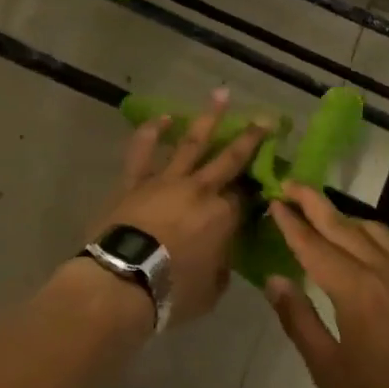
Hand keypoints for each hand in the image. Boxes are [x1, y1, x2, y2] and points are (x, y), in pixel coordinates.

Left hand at [91, 89, 268, 326]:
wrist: (122, 280)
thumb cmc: (171, 293)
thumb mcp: (211, 292)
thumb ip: (221, 269)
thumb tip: (221, 257)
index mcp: (223, 216)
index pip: (246, 197)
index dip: (257, 189)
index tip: (266, 181)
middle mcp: (200, 190)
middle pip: (229, 158)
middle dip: (250, 138)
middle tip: (266, 119)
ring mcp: (166, 180)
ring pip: (192, 142)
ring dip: (208, 118)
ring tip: (221, 94)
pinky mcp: (135, 181)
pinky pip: (144, 150)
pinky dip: (153, 131)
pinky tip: (164, 117)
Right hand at [265, 184, 388, 387]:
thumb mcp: (327, 370)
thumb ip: (298, 319)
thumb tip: (275, 280)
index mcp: (355, 291)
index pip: (314, 246)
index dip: (291, 223)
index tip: (273, 201)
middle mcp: (382, 272)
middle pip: (342, 226)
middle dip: (313, 203)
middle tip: (288, 184)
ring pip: (370, 230)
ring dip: (342, 216)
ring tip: (318, 214)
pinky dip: (366, 233)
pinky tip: (356, 243)